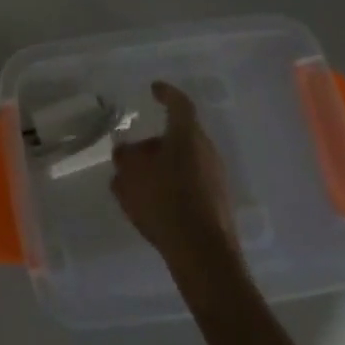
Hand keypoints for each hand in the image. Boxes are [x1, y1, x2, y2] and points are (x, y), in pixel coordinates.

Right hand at [110, 81, 241, 274]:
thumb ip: (126, 158)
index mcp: (188, 136)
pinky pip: (191, 184)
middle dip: (157, 141)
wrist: (203, 255)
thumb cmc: (164, 202)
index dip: (166, 94)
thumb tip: (126, 151)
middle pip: (181, 136)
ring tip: (139, 181)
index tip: (155, 89)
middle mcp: (207, 152)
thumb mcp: (131, 175)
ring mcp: (217, 179)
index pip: (179, 104)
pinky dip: (173, 186)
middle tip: (135, 151)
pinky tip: (154, 204)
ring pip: (186, 161)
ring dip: (164, 166)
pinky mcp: (218, 205)